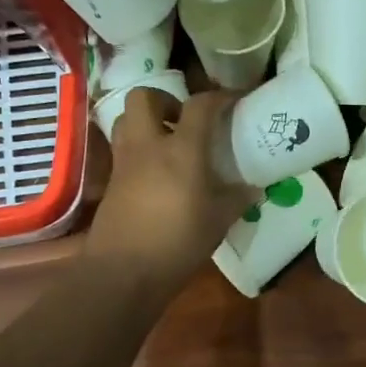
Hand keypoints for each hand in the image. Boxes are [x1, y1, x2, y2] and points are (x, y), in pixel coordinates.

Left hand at [87, 88, 257, 293]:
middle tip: (185, 121)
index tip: (234, 101)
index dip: (220, 97)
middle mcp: (148, 146)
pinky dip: (139, 149)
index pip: (200, 106)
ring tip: (168, 142)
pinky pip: (123, 148)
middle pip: (144, 96)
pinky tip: (156, 172)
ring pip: (127, 119)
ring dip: (146, 121)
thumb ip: (237, 198)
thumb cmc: (178, 242)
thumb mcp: (219, 221)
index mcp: (181, 150)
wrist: (124, 271)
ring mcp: (124, 161)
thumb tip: (254, 187)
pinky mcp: (111, 181)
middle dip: (166, 100)